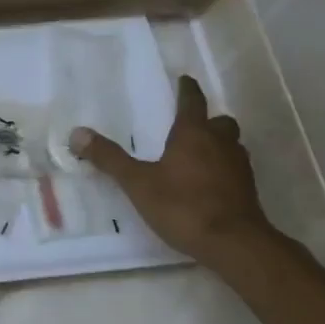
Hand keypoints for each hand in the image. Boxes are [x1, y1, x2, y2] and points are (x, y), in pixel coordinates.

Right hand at [71, 74, 272, 265]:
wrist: (232, 242)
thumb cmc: (183, 206)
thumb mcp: (138, 183)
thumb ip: (109, 158)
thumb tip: (77, 133)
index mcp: (193, 134)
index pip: (192, 102)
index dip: (187, 90)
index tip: (184, 80)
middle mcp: (221, 143)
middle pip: (219, 122)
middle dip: (207, 120)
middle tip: (192, 125)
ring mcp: (238, 166)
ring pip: (231, 144)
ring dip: (218, 143)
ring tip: (199, 154)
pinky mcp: (247, 189)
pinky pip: (235, 168)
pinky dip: (223, 168)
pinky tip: (210, 183)